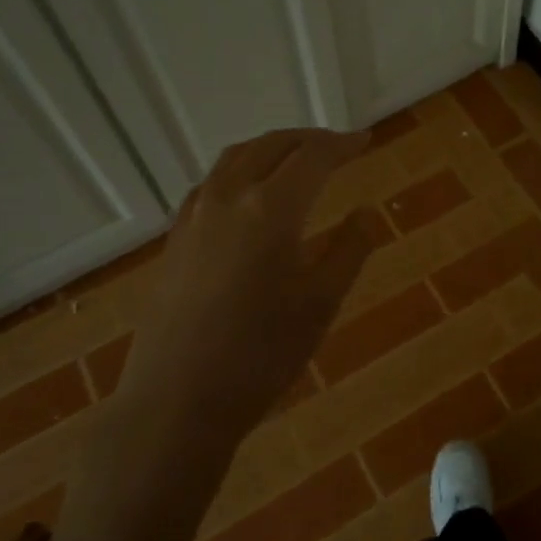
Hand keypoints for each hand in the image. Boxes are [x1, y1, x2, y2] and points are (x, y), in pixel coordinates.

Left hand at [56, 128, 372, 540]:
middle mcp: (228, 197)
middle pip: (272, 146)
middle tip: (338, 146)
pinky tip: (250, 193)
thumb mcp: (321, 303)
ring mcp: (195, 215)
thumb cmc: (260, 355)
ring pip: (236, 158)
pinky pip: (213, 182)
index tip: (365, 140)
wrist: (177, 400)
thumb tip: (365, 212)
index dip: (343, 144)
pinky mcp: (175, 237)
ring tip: (297, 158)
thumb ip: (349, 249)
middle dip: (309, 139)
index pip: (313, 157)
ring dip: (272, 148)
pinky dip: (241, 170)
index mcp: (270, 208)